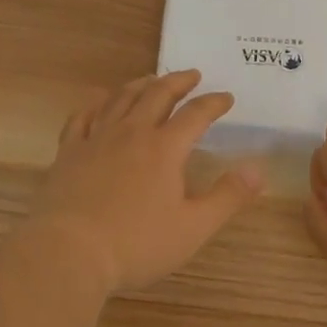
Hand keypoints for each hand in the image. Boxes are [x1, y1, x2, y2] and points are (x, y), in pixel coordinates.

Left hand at [29, 69, 265, 295]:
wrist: (69, 251)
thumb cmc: (136, 243)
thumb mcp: (193, 228)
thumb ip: (227, 197)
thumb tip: (258, 169)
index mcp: (164, 148)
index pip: (196, 114)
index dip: (214, 103)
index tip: (226, 97)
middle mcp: (132, 132)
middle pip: (157, 95)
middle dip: (178, 81)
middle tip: (192, 75)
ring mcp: (97, 138)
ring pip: (121, 99)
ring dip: (140, 84)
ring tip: (151, 79)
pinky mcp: (69, 151)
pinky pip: (83, 116)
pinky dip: (95, 103)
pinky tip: (99, 100)